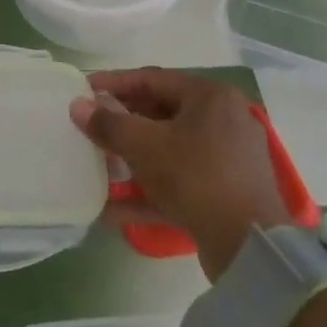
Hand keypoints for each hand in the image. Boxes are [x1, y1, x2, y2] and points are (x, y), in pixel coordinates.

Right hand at [70, 68, 292, 279]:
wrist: (249, 247)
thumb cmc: (195, 177)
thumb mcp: (144, 145)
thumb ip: (108, 123)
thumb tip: (77, 106)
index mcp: (210, 97)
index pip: (152, 79)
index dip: (113, 83)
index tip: (83, 89)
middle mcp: (224, 120)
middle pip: (161, 114)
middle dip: (122, 124)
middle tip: (90, 127)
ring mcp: (228, 159)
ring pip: (169, 151)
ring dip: (132, 160)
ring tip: (98, 166)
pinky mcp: (226, 194)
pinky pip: (181, 182)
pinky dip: (149, 191)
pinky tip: (113, 210)